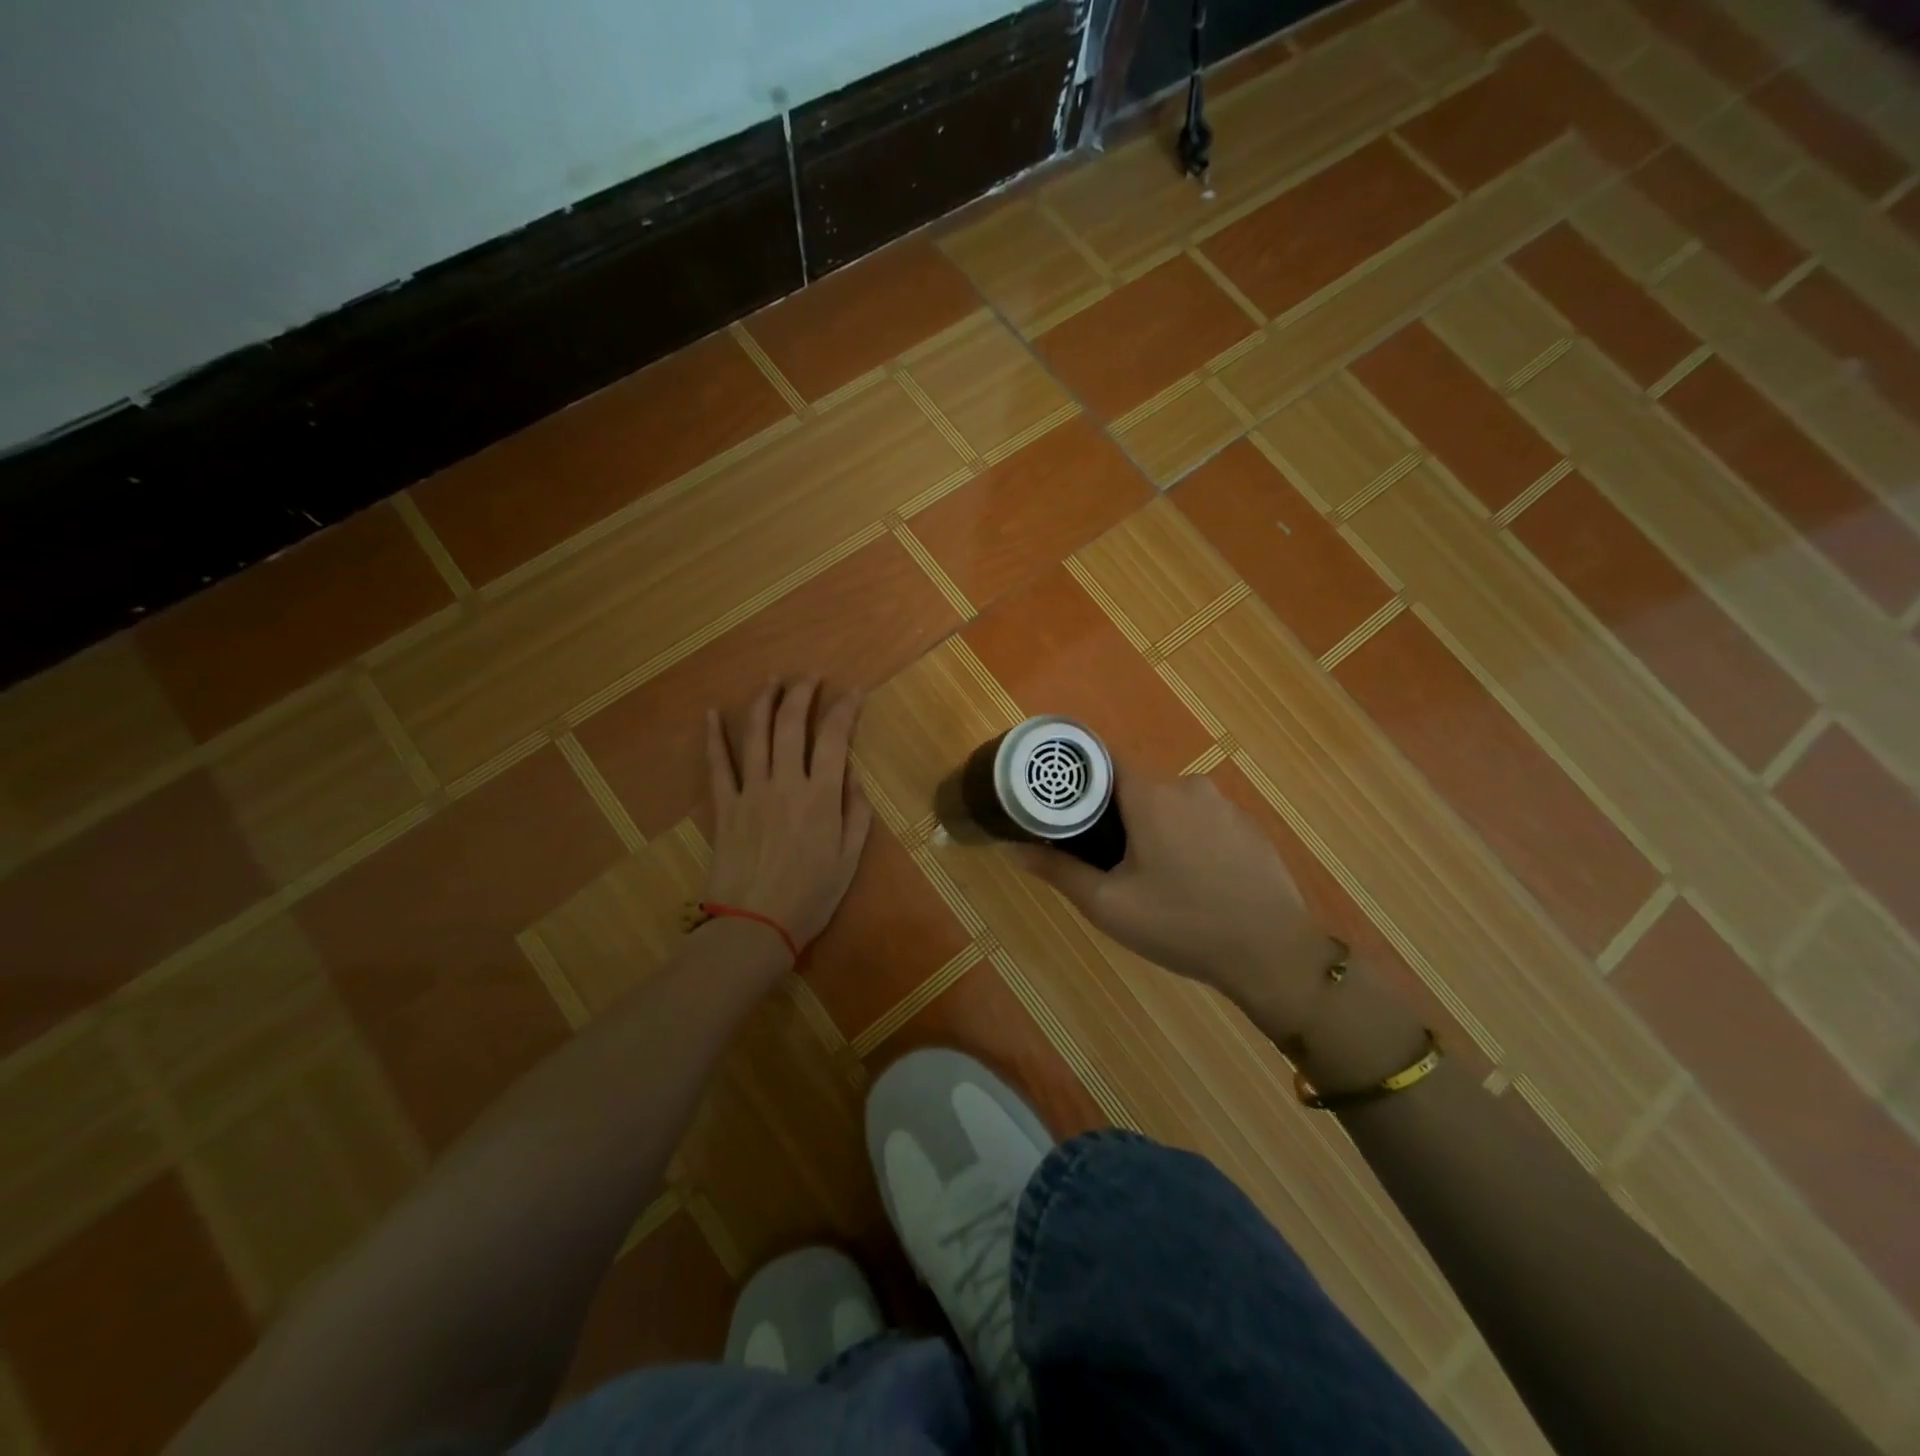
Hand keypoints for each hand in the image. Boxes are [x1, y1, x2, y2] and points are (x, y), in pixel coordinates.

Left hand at [703, 678, 873, 953]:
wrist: (754, 925)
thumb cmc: (810, 897)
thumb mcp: (848, 859)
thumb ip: (855, 813)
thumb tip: (851, 777)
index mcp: (820, 796)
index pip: (834, 738)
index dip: (844, 709)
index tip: (854, 693)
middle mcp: (785, 783)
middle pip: (791, 725)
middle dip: (802, 693)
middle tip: (810, 677)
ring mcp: (750, 792)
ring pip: (755, 735)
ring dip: (764, 703)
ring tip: (772, 681)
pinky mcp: (724, 807)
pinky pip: (717, 766)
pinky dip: (713, 738)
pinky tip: (710, 714)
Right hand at [1013, 766, 1330, 1033]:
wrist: (1273, 954)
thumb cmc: (1182, 925)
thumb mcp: (1109, 905)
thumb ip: (1058, 870)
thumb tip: (1012, 848)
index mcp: (1152, 795)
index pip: (1101, 761)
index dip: (1075, 778)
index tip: (1057, 803)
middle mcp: (1189, 785)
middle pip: (1134, 786)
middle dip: (1113, 814)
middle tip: (1101, 857)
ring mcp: (1225, 804)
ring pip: (1168, 804)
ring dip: (1150, 828)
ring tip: (1146, 875)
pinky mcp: (1247, 825)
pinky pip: (1200, 819)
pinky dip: (1184, 837)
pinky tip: (1189, 879)